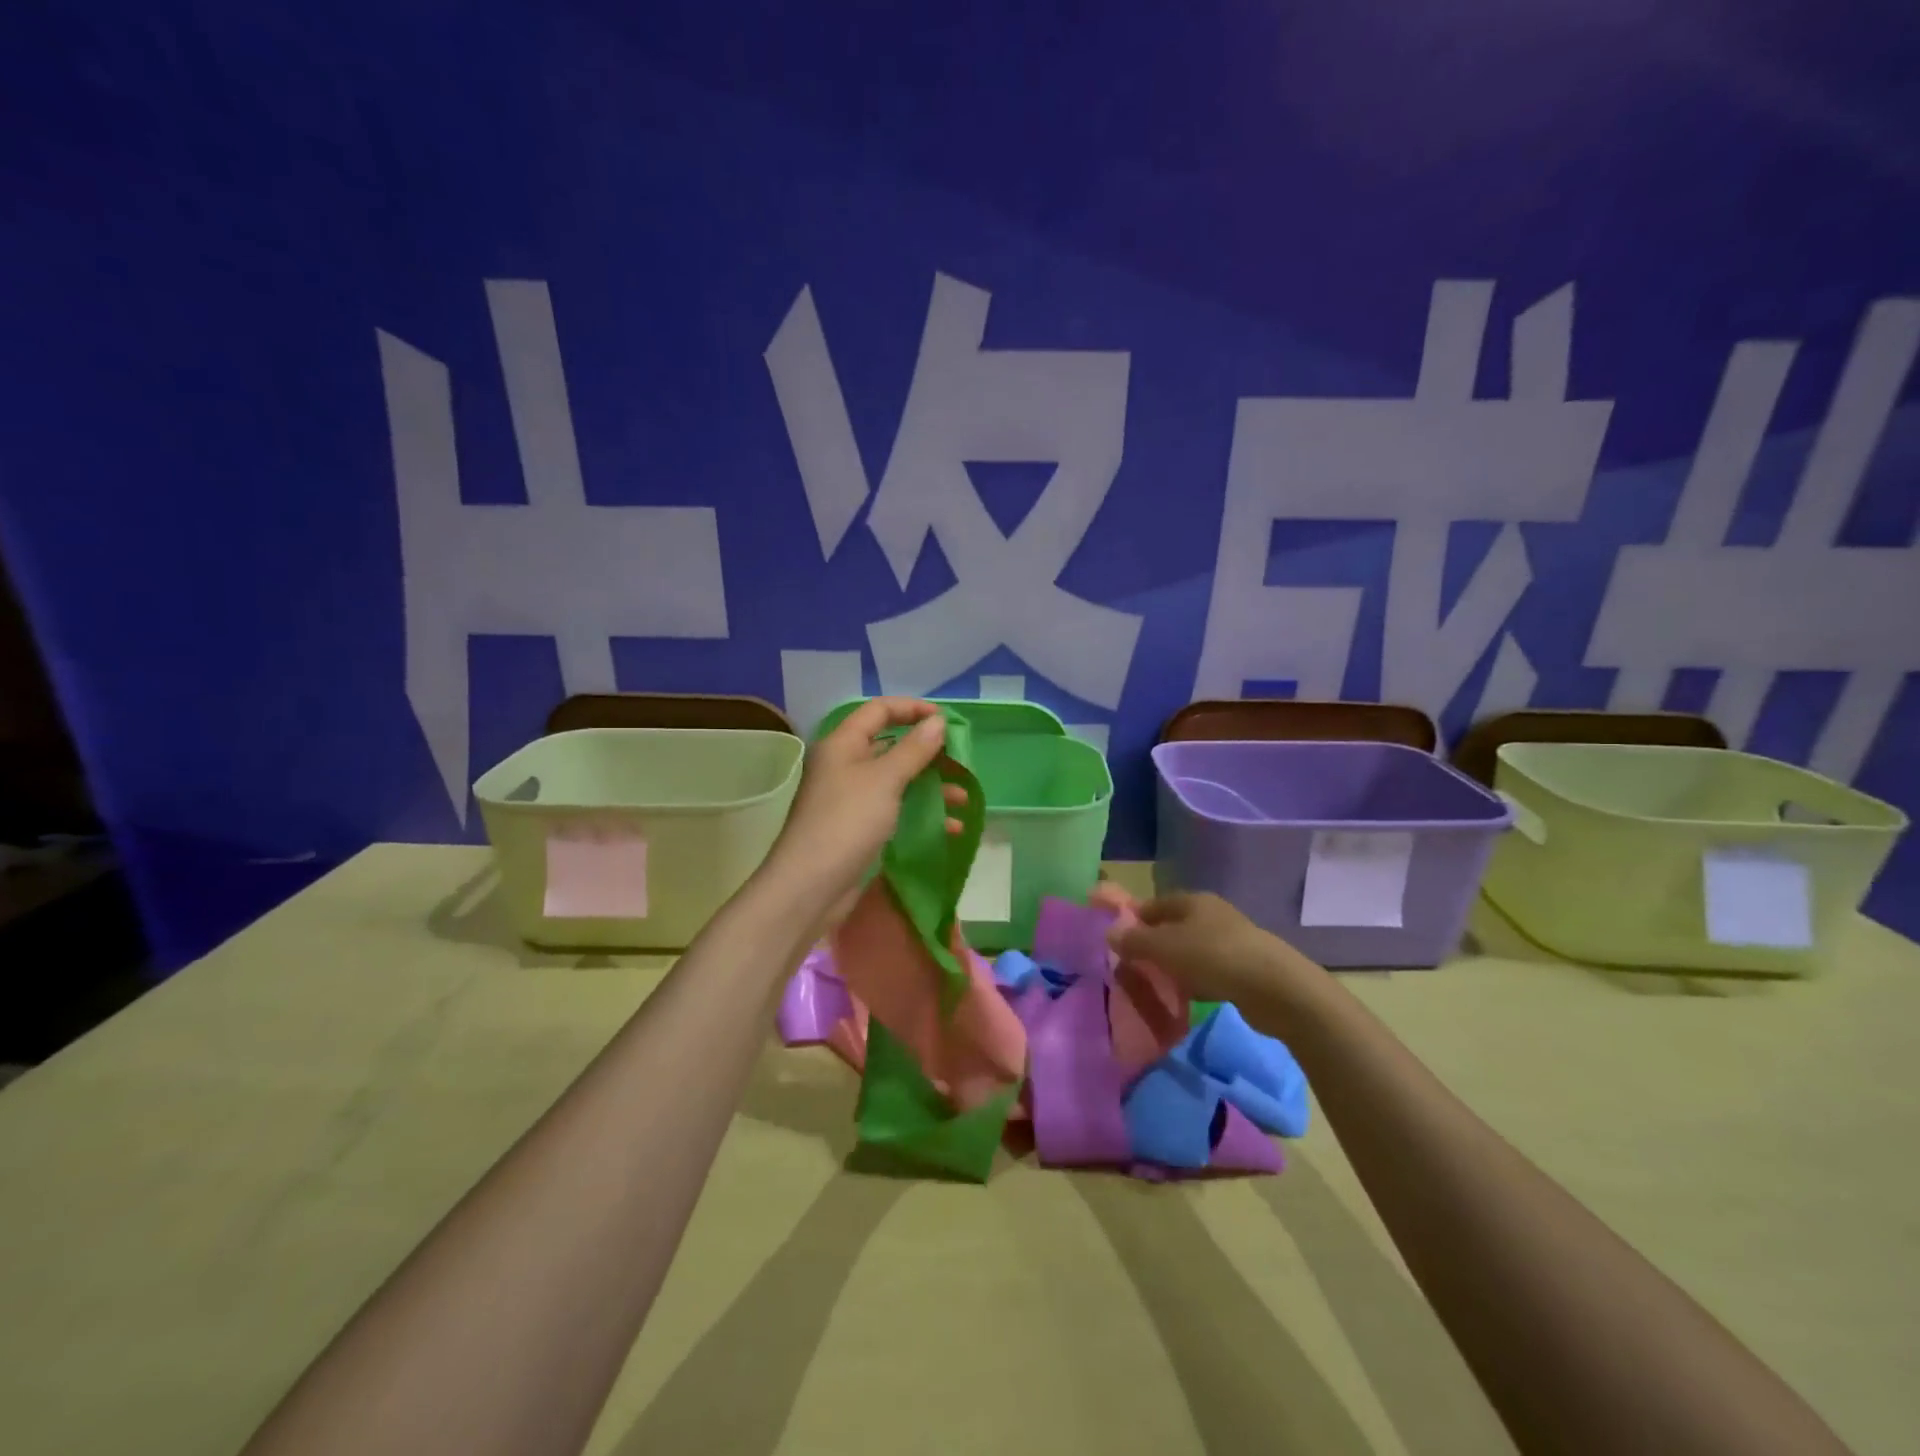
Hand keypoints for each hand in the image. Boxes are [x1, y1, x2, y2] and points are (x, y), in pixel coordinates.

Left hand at [765, 697, 967, 920]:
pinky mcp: (858, 828)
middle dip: (928, 753)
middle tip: (960, 763)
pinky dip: (922, 814)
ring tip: (962, 799)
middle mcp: (844, 765)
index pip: (879, 710)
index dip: (913, 709)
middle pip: (891, 746)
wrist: (810, 887)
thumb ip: (914, 749)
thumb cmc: (847, 822)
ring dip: (931, 786)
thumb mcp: (885, 780)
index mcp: (842, 744)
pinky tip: (949, 828)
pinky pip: (895, 810)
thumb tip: (938, 722)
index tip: (947, 721)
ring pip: (897, 781)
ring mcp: (851, 798)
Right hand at [1108, 892, 1321, 1011]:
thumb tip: (1110, 933)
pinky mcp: (1242, 968)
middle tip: (1131, 967)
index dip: (1133, 919)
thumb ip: (1135, 940)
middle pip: (1171, 927)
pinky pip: (1207, 971)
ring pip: (1189, 951)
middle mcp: (1211, 915)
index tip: (1115, 941)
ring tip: (1155, 986)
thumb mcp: (1166, 947)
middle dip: (1151, 946)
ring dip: (1172, 966)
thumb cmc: (1214, 957)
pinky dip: (1193, 981)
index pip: (1153, 904)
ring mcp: (1229, 941)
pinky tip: (1186, 998)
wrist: (1276, 989)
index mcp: (1192, 901)